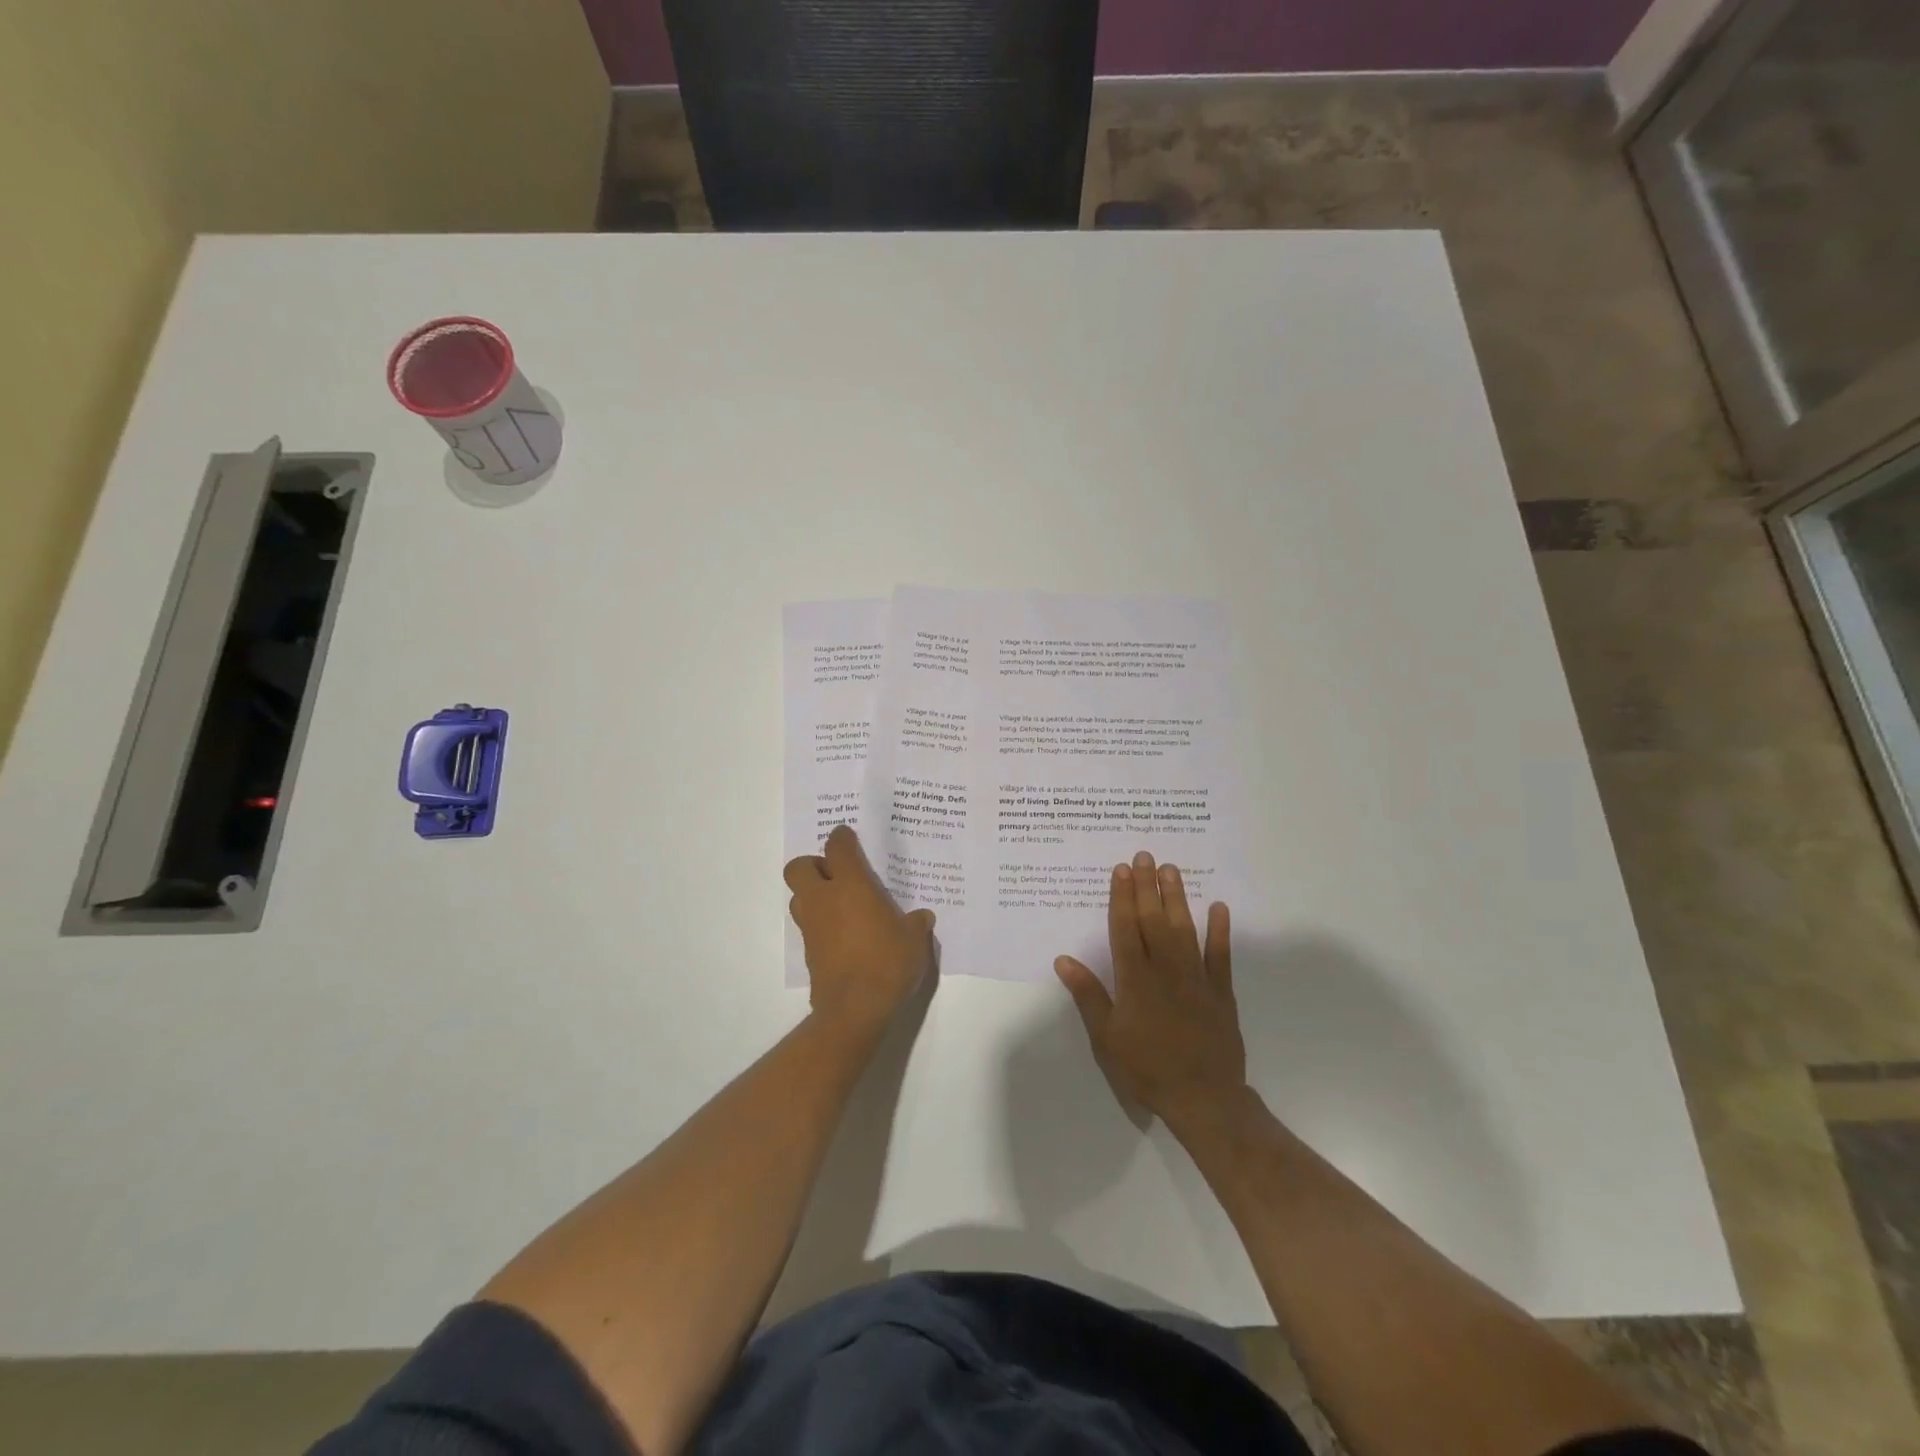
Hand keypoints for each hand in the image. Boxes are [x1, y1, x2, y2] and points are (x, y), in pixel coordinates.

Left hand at [785, 826, 935, 1040]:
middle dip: (814, 865)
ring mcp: (811, 926)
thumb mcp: (914, 940)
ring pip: (798, 896)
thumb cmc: (887, 963)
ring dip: (813, 894)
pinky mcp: (808, 951)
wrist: (855, 1009)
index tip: (849, 837)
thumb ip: (916, 923)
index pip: (837, 847)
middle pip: (799, 867)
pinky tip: (843, 935)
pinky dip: (820, 923)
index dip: (842, 837)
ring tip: (840, 905)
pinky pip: (808, 925)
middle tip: (837, 875)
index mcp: (851, 886)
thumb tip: (921, 917)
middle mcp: (824, 899)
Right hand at [1055, 851, 1246, 1136]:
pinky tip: (1218, 907)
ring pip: (1184, 929)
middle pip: (1153, 920)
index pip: (1125, 928)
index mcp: (1134, 979)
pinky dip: (1220, 931)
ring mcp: (1196, 977)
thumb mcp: (1106, 1037)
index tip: (1121, 870)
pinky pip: (1220, 955)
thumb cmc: (1146, 1068)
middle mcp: (1164, 969)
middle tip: (1145, 855)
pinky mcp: (1220, 991)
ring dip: (1177, 897)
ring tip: (1171, 869)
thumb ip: (1088, 995)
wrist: (1203, 1098)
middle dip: (1147, 886)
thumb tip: (1063, 960)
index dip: (1122, 897)